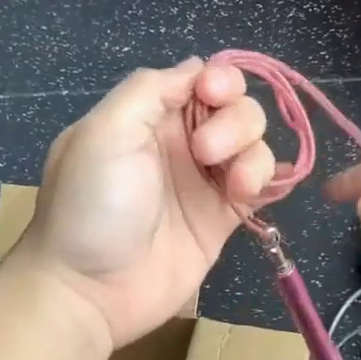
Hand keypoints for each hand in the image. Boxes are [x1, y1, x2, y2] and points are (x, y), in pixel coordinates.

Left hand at [9, 60, 274, 347]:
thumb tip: (197, 68)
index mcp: (148, 116)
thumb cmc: (92, 205)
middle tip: (205, 154)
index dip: (220, 81)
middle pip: (236, 108)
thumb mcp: (104, 131)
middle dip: (235, 123)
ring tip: (236, 188)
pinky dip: (268, 180)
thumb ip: (151, 90)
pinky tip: (253, 192)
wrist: (91, 291)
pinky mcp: (223, 218)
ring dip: (253, 156)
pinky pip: (261, 185)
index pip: (202, 79)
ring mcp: (205, 181)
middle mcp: (181, 142)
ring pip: (254, 145)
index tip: (213, 97)